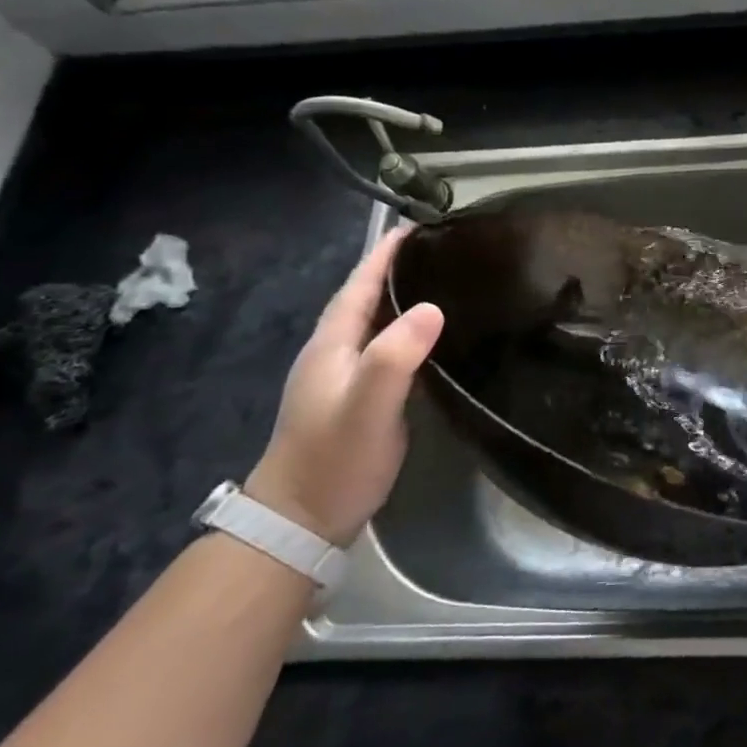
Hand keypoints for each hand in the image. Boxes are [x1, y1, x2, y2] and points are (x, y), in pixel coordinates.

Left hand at [244, 226, 444, 545]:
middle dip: (398, 270)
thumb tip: (433, 307)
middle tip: (442, 251)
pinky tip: (431, 337)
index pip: (359, 286)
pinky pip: (385, 349)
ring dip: (402, 300)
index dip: (385, 256)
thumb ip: (395, 356)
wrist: (302, 519)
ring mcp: (344, 377)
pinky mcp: (358, 398)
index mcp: (332, 344)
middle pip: (365, 299)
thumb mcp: (367, 405)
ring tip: (444, 283)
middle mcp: (334, 353)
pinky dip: (407, 332)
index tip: (417, 227)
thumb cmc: (335, 458)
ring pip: (376, 324)